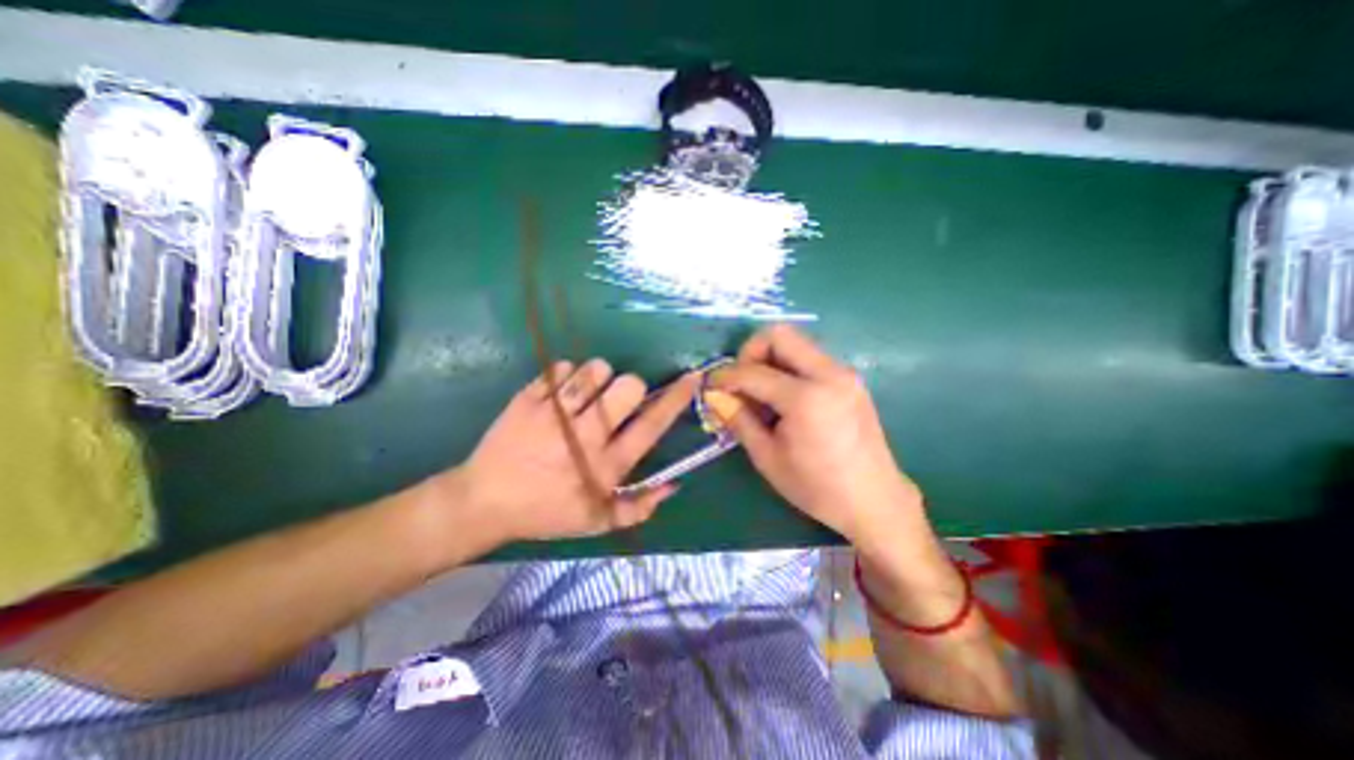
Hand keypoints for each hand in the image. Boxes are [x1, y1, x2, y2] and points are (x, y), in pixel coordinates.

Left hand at [455, 358, 698, 541]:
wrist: (483, 502)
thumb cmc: (546, 512)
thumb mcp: (596, 522)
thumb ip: (640, 507)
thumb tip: (674, 484)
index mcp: (605, 465)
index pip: (651, 425)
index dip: (675, 399)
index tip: (690, 378)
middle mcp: (585, 436)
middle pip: (628, 386)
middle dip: (630, 387)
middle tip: (616, 400)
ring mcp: (554, 414)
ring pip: (595, 370)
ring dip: (598, 379)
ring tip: (586, 396)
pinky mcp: (528, 398)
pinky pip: (562, 368)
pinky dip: (567, 376)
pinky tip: (558, 395)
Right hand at [709, 327, 919, 546]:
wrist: (874, 500)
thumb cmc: (817, 487)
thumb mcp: (767, 458)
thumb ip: (738, 419)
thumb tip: (714, 396)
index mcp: (806, 398)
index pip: (752, 372)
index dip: (724, 376)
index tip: (710, 386)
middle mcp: (829, 374)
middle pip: (779, 334)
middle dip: (750, 352)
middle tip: (741, 382)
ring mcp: (843, 373)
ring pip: (796, 342)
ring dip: (770, 359)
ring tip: (762, 395)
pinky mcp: (849, 379)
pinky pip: (809, 357)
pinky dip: (788, 367)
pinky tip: (784, 399)